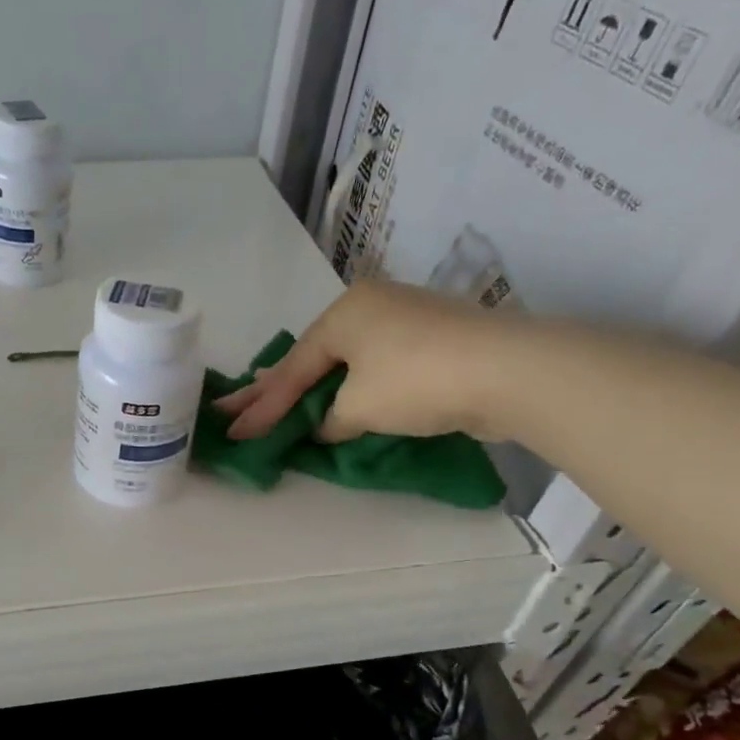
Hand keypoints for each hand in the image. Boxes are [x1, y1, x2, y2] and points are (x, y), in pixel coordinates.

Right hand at [214, 280, 520, 442]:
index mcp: (344, 313)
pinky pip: (371, 367)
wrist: (509, 372)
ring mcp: (402, 320)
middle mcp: (369, 308)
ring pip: (342, 361)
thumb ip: (329, 419)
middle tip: (233, 409)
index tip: (231, 431)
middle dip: (272, 389)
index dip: (260, 407)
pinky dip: (348, 387)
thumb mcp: (358, 407)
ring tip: (274, 401)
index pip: (292, 369)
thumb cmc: (416, 380)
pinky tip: (332, 398)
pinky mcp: (429, 342)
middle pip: (310, 358)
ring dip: (310, 387)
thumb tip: (326, 426)